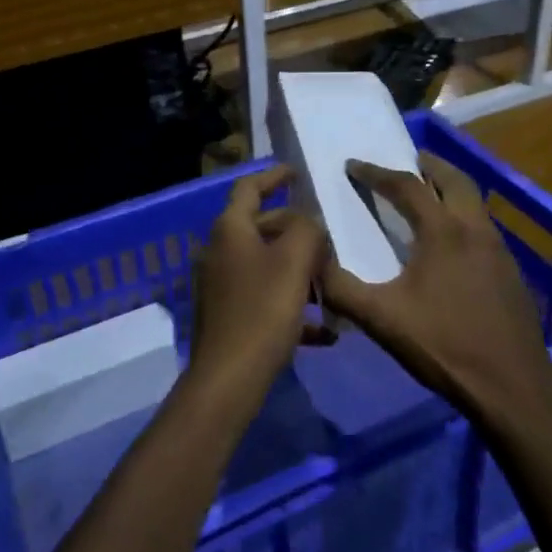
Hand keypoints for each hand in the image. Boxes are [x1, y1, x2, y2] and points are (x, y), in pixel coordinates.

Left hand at [186, 168, 330, 407]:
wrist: (229, 379)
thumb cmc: (262, 311)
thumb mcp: (294, 261)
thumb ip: (307, 230)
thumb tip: (308, 223)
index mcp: (230, 230)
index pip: (249, 188)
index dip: (274, 176)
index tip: (297, 172)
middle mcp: (220, 252)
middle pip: (261, 228)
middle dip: (296, 231)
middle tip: (329, 238)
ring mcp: (221, 286)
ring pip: (267, 266)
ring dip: (299, 271)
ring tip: (332, 282)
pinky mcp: (229, 317)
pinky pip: (266, 301)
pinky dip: (293, 306)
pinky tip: (325, 330)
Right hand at [320, 156, 551, 421]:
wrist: (512, 386)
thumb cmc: (443, 345)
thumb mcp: (381, 319)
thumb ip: (341, 288)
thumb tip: (312, 260)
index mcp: (443, 232)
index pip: (406, 186)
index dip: (376, 173)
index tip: (352, 165)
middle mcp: (475, 230)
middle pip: (454, 180)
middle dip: (428, 165)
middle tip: (407, 160)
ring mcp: (499, 250)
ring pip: (474, 203)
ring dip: (450, 189)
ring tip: (429, 195)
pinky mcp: (511, 273)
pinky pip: (484, 228)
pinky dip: (464, 217)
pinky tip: (453, 244)